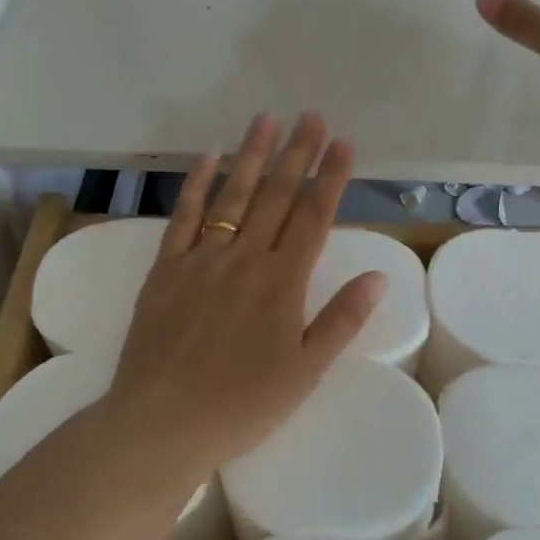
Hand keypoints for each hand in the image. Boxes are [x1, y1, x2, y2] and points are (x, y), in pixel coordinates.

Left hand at [103, 113, 386, 476]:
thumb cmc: (242, 404)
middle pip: (278, 196)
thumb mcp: (305, 371)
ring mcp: (202, 258)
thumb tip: (378, 276)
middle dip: (298, 153)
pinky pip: (184, 217)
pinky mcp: (166, 269)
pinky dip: (196, 184)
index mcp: (283, 282)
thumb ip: (342, 320)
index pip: (314, 217)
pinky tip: (209, 157)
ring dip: (253, 155)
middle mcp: (245, 258)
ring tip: (267, 119)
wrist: (161, 423)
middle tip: (312, 116)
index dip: (331, 177)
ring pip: (233, 195)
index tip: (344, 142)